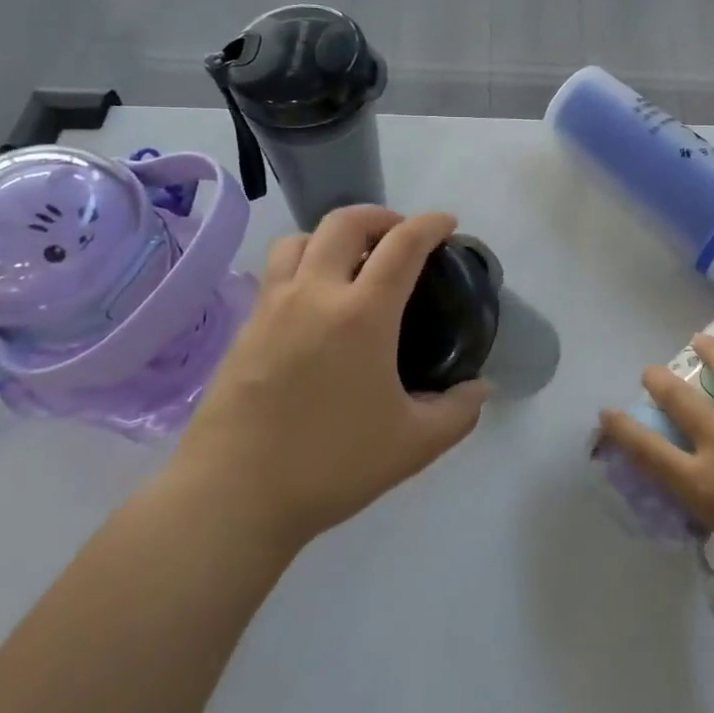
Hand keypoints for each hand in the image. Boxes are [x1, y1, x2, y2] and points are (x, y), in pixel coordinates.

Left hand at [177, 206, 490, 549]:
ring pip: (300, 239)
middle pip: (345, 222)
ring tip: (351, 263)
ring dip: (333, 236)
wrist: (232, 496)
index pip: (403, 244)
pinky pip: (276, 273)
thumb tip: (481, 388)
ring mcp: (272, 307)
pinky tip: (315, 306)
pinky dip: (303, 266)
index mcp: (362, 314)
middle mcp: (315, 294)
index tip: (447, 223)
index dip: (430, 224)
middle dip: (381, 216)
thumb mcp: (414, 444)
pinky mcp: (244, 327)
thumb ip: (459, 411)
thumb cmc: (331, 465)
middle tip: (400, 237)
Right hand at [598, 335, 713, 605]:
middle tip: (652, 372)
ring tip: (701, 340)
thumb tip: (710, 488)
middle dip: (658, 380)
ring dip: (710, 349)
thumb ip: (713, 505)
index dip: (622, 428)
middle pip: (678, 398)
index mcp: (703, 482)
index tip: (607, 413)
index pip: (648, 450)